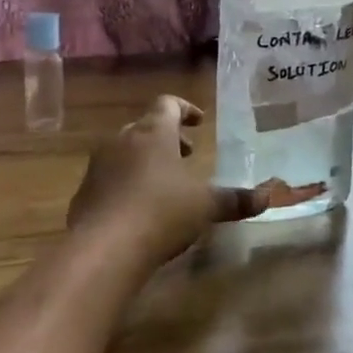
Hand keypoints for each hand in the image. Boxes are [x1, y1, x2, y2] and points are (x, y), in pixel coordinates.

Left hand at [67, 95, 269, 266]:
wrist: (103, 248)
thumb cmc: (161, 212)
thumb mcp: (206, 206)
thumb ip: (236, 199)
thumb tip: (268, 197)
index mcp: (153, 132)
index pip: (168, 103)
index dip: (185, 109)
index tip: (199, 123)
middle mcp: (123, 139)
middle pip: (146, 127)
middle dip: (167, 138)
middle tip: (187, 155)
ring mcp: (99, 165)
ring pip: (126, 151)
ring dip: (146, 160)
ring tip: (165, 184)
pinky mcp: (84, 192)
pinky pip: (110, 177)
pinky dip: (127, 183)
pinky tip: (139, 209)